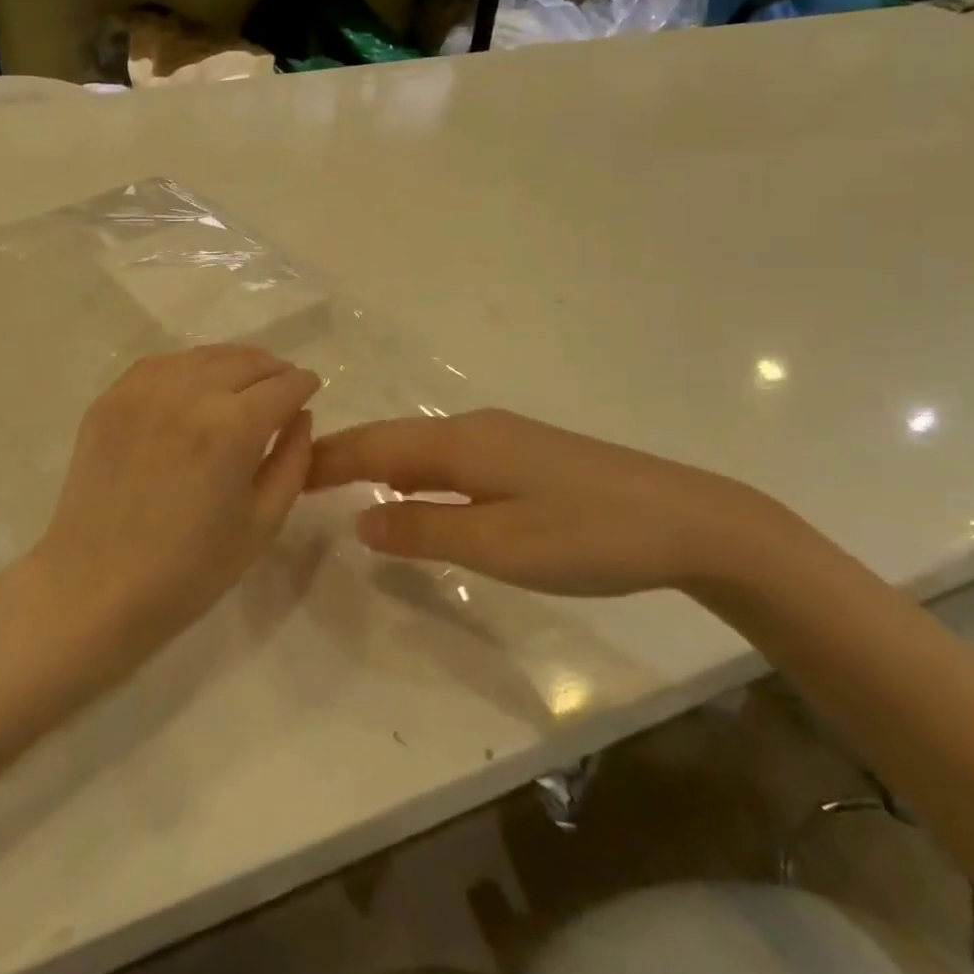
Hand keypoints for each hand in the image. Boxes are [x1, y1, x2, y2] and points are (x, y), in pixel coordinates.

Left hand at [24, 346, 321, 668]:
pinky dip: (188, 366)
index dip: (304, 384)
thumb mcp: (262, 523)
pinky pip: (161, 364)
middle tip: (282, 385)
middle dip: (273, 369)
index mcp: (233, 427)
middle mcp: (190, 393)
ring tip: (244, 381)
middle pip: (246, 361)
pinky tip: (194, 384)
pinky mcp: (111, 398)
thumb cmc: (189, 570)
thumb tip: (300, 416)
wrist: (96, 588)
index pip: (283, 386)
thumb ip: (293, 461)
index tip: (312, 388)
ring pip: (203, 356)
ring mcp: (144, 391)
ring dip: (233, 363)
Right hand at [307, 409, 803, 597]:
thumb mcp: (498, 546)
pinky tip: (414, 491)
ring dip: (378, 462)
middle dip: (344, 456)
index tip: (284, 472)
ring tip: (342, 484)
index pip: (374, 446)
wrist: (689, 519)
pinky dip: (413, 469)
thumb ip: (424, 531)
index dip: (327, 459)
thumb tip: (359, 521)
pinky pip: (447, 454)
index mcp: (460, 443)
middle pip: (392, 438)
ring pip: (420, 444)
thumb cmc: (586, 535)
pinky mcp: (525, 453)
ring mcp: (502, 437)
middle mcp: (473, 427)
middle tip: (300, 479)